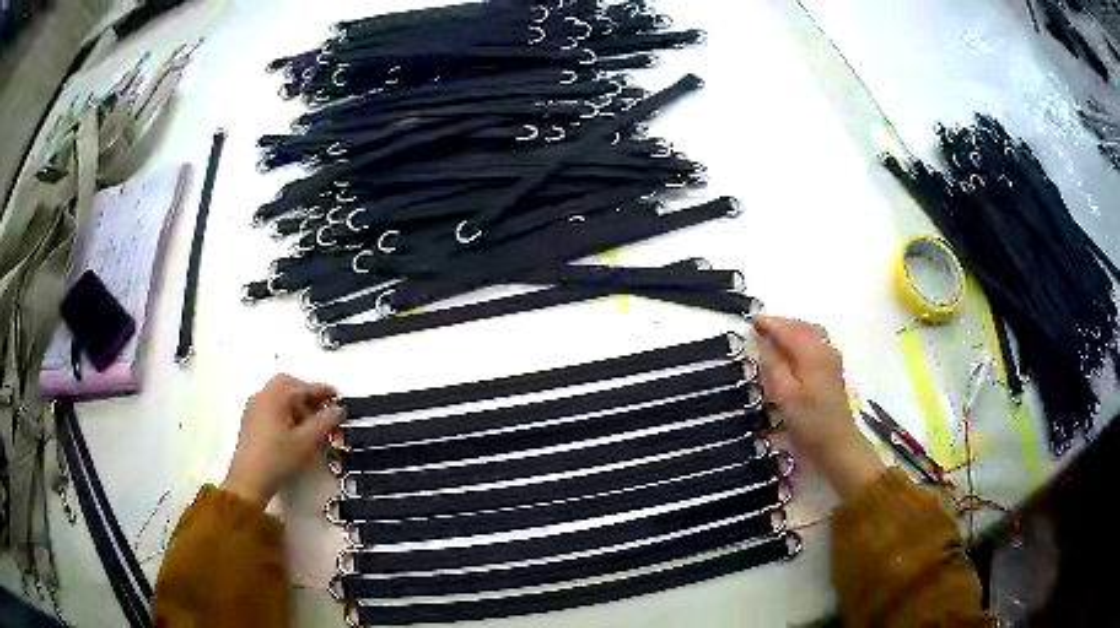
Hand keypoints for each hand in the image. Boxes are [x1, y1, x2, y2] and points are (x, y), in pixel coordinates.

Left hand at [221, 374, 342, 508]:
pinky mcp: (250, 421)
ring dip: (295, 403)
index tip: (337, 397)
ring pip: (277, 395)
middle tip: (321, 408)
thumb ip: (325, 422)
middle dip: (306, 394)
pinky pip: (270, 406)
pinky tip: (292, 430)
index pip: (303, 386)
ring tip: (309, 423)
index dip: (322, 391)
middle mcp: (262, 396)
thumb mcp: (307, 441)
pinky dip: (284, 411)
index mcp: (275, 396)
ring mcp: (253, 408)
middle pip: (287, 385)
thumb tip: (338, 410)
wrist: (249, 480)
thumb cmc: (278, 458)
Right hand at [755, 316, 882, 498]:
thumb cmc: (809, 422)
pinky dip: (801, 341)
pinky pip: (815, 344)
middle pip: (802, 327)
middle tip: (760, 328)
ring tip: (774, 339)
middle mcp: (825, 350)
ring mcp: (832, 360)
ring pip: (810, 334)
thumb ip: (773, 366)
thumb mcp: (785, 396)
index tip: (751, 322)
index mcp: (813, 353)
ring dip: (792, 332)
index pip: (789, 329)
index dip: (770, 324)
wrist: (837, 445)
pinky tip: (792, 353)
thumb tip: (761, 342)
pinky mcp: (833, 371)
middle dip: (781, 325)